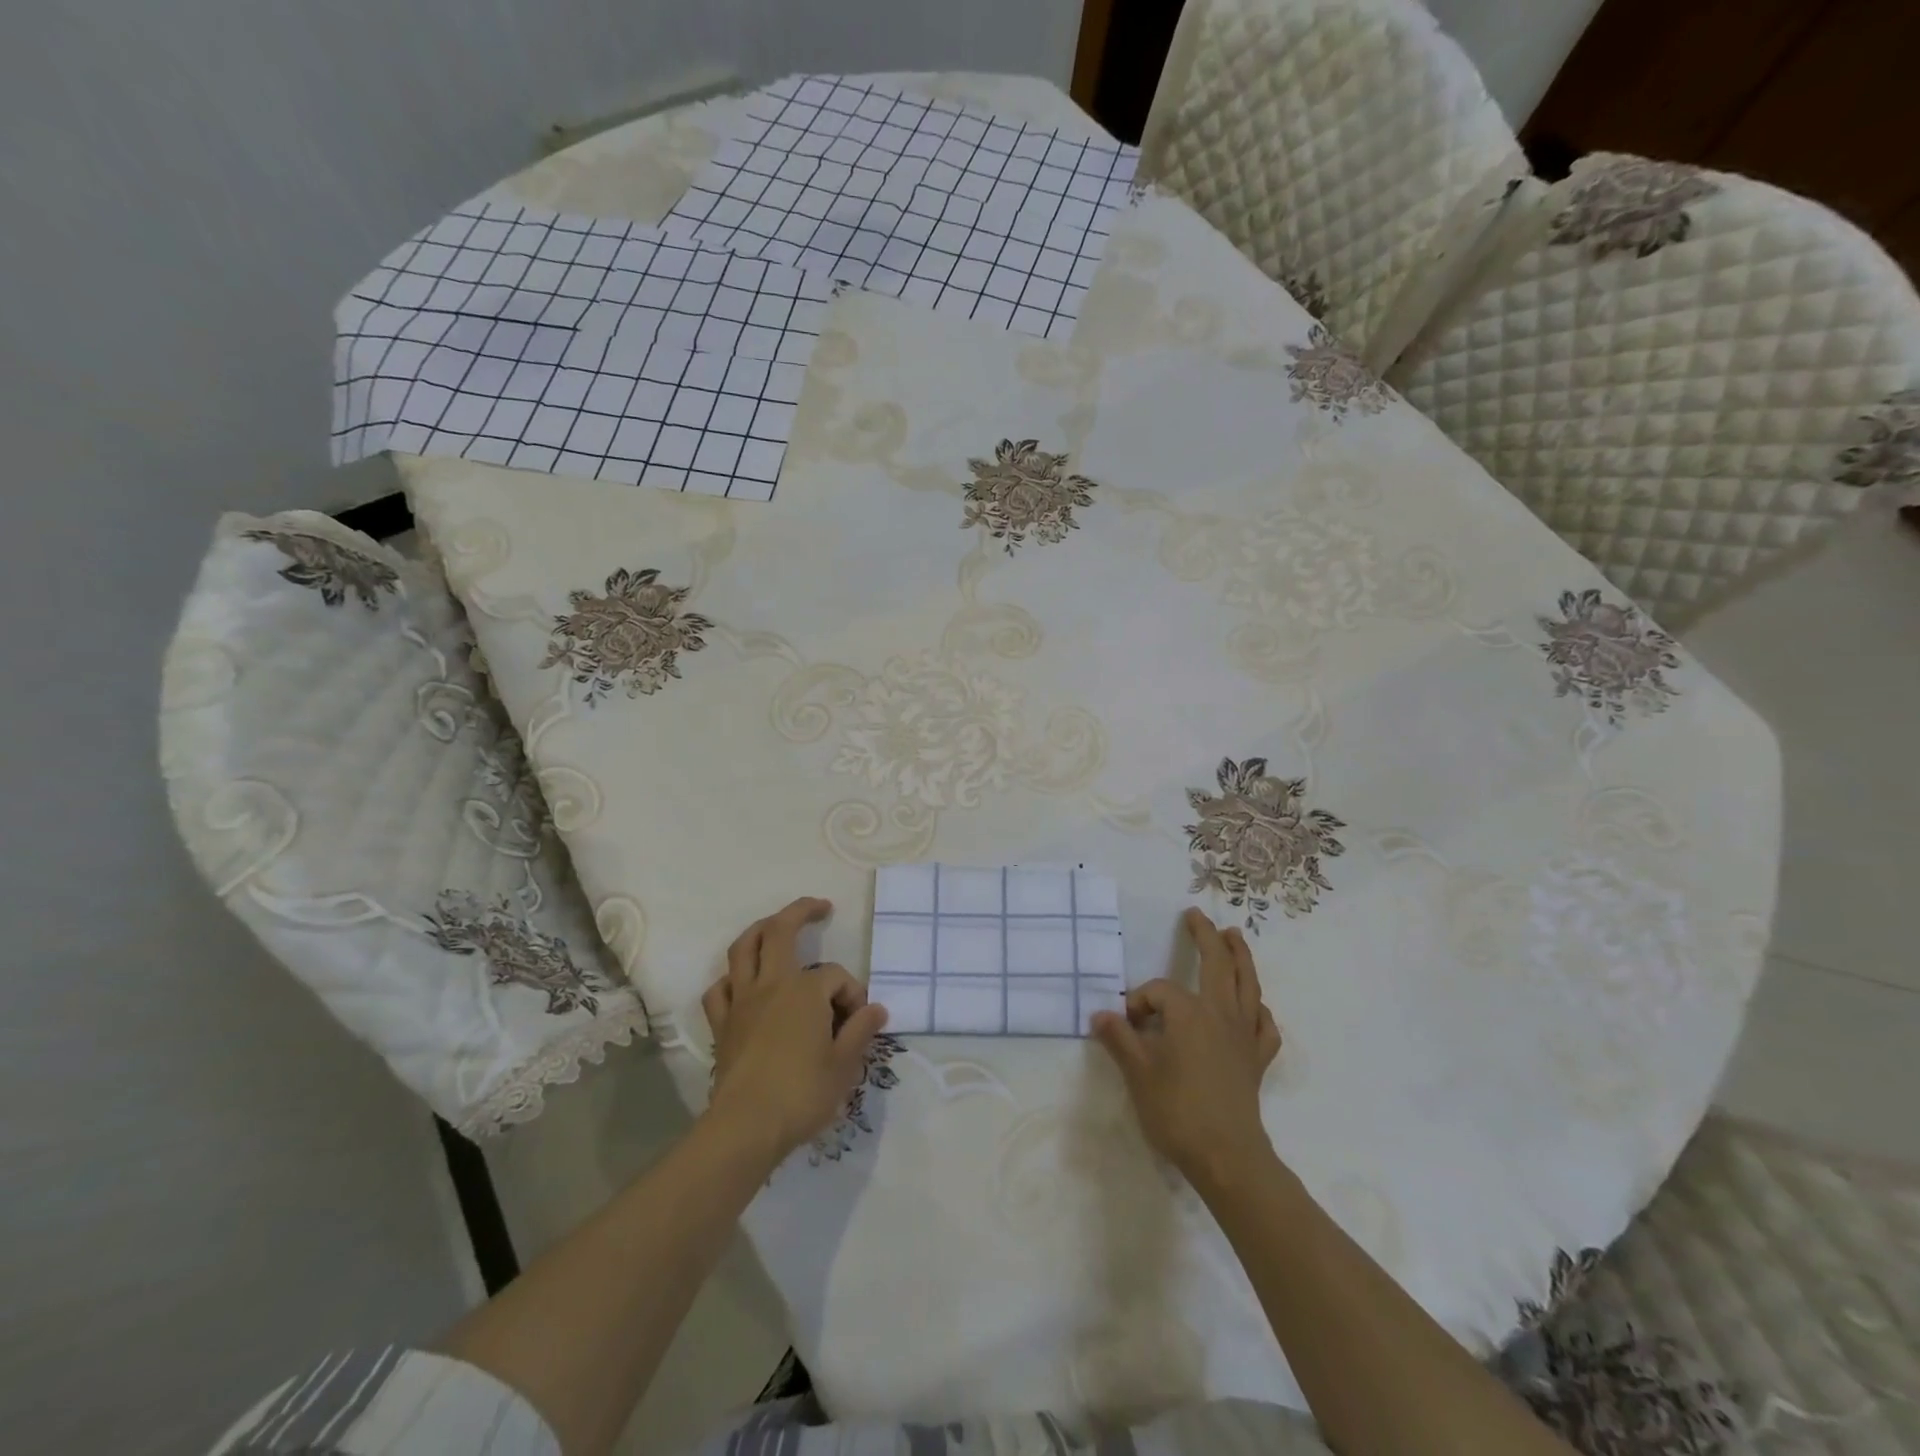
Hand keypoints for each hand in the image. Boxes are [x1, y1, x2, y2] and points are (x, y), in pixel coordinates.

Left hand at [702, 897, 888, 1162]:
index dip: (851, 994)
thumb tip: (876, 1009)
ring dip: (760, 930)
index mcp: (805, 990)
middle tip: (820, 907)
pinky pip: (721, 989)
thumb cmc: (802, 1093)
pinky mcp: (722, 1024)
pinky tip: (743, 985)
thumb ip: (861, 1030)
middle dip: (801, 912)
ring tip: (775, 926)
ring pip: (743, 949)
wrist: (747, 1126)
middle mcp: (771, 984)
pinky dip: (732, 979)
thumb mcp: (845, 1064)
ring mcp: (741, 1001)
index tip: (858, 1022)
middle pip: (780, 931)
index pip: (835, 976)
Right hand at [1091, 907, 1281, 1184]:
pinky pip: (1264, 1026)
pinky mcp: (1257, 1059)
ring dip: (1241, 957)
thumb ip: (1119, 1039)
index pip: (1159, 991)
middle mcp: (1220, 1013)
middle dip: (1206, 936)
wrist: (1226, 1156)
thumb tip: (1100, 1014)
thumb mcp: (1138, 1073)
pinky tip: (1254, 1008)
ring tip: (1235, 936)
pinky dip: (1259, 1010)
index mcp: (1189, 1012)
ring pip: (1247, 985)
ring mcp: (1244, 1035)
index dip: (1139, 1002)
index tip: (1127, 1025)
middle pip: (1217, 964)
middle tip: (1196, 916)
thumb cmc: (1177, 1111)